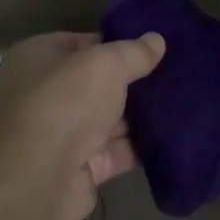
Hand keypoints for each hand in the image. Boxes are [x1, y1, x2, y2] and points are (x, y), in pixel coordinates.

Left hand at [0, 30, 165, 219]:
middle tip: (174, 74)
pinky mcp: (79, 169)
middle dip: (132, 81)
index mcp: (37, 58)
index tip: (151, 47)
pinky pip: (116, 151)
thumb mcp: (105, 64)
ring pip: (108, 119)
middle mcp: (43, 94)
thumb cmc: (64, 102)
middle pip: (96, 83)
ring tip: (183, 103)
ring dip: (140, 115)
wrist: (37, 180)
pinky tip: (174, 137)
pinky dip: (141, 146)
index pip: (81, 43)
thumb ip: (133, 52)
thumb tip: (157, 40)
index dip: (116, 43)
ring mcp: (60, 135)